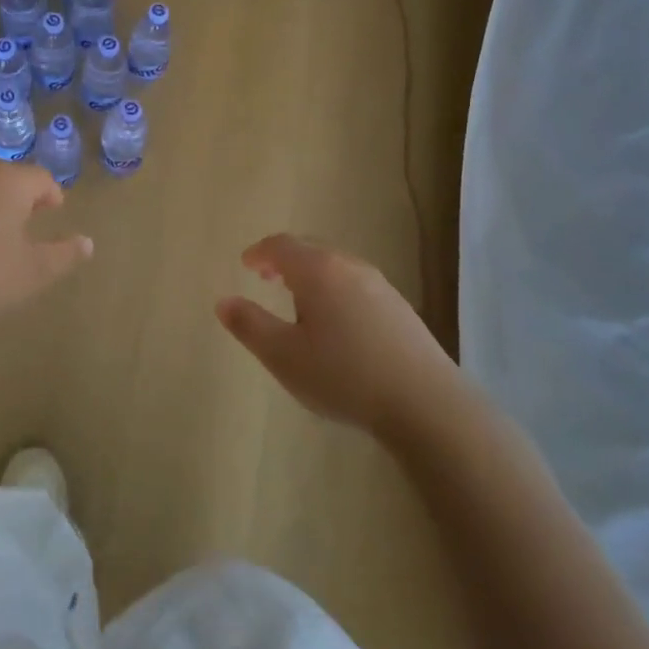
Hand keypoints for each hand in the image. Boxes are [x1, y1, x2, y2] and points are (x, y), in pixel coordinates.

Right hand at [216, 234, 463, 438]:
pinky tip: (336, 324)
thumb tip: (223, 302)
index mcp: (318, 271)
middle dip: (284, 261)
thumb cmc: (343, 375)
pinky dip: (334, 290)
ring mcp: (381, 286)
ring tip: (298, 302)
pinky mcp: (400, 308)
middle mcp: (350, 267)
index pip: (282, 245)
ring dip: (311, 276)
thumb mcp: (283, 356)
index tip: (246, 264)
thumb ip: (249, 325)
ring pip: (336, 268)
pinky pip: (356, 286)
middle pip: (311, 250)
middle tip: (267, 278)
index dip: (259, 252)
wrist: (425, 402)